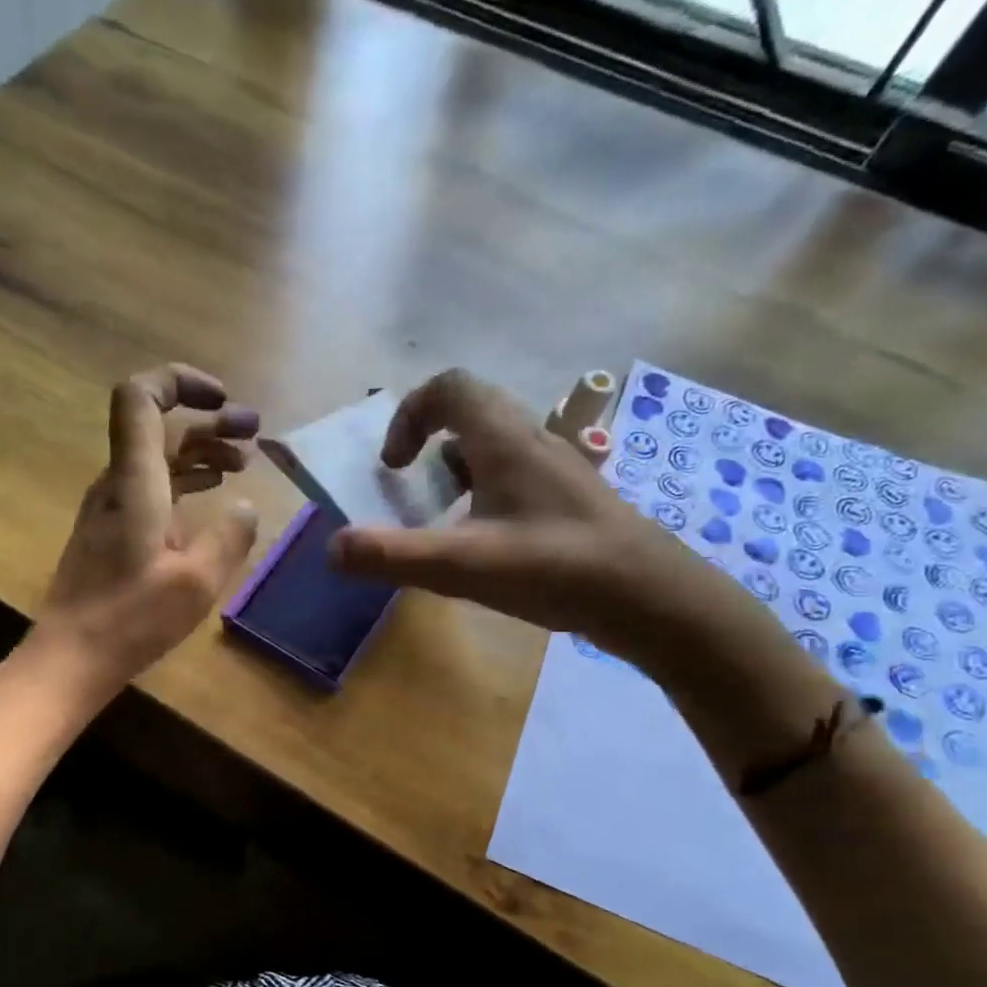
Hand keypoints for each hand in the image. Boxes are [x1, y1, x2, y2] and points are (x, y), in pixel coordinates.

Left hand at [21, 364, 259, 705]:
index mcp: (135, 482)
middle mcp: (118, 484)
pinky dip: (185, 482)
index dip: (180, 382)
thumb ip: (229, 538)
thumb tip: (247, 508)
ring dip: (200, 452)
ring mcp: (111, 509)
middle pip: (159, 428)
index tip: (223, 399)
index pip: (141, 398)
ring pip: (157, 459)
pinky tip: (212, 497)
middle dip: (209, 422)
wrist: (70, 658)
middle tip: (254, 433)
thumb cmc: (131, 620)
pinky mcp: (111, 533)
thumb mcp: (196, 583)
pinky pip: (152, 488)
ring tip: (243, 463)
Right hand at [328, 368, 767, 676]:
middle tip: (410, 491)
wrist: (653, 599)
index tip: (392, 466)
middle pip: (471, 414)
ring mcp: (557, 471)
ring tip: (442, 522)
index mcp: (505, 440)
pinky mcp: (571, 501)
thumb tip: (333, 548)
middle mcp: (533, 442)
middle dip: (428, 446)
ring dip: (456, 473)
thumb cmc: (559, 570)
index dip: (408, 415)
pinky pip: (515, 479)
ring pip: (494, 448)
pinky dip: (485, 496)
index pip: (449, 387)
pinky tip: (486, 545)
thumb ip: (394, 556)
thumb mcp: (465, 566)